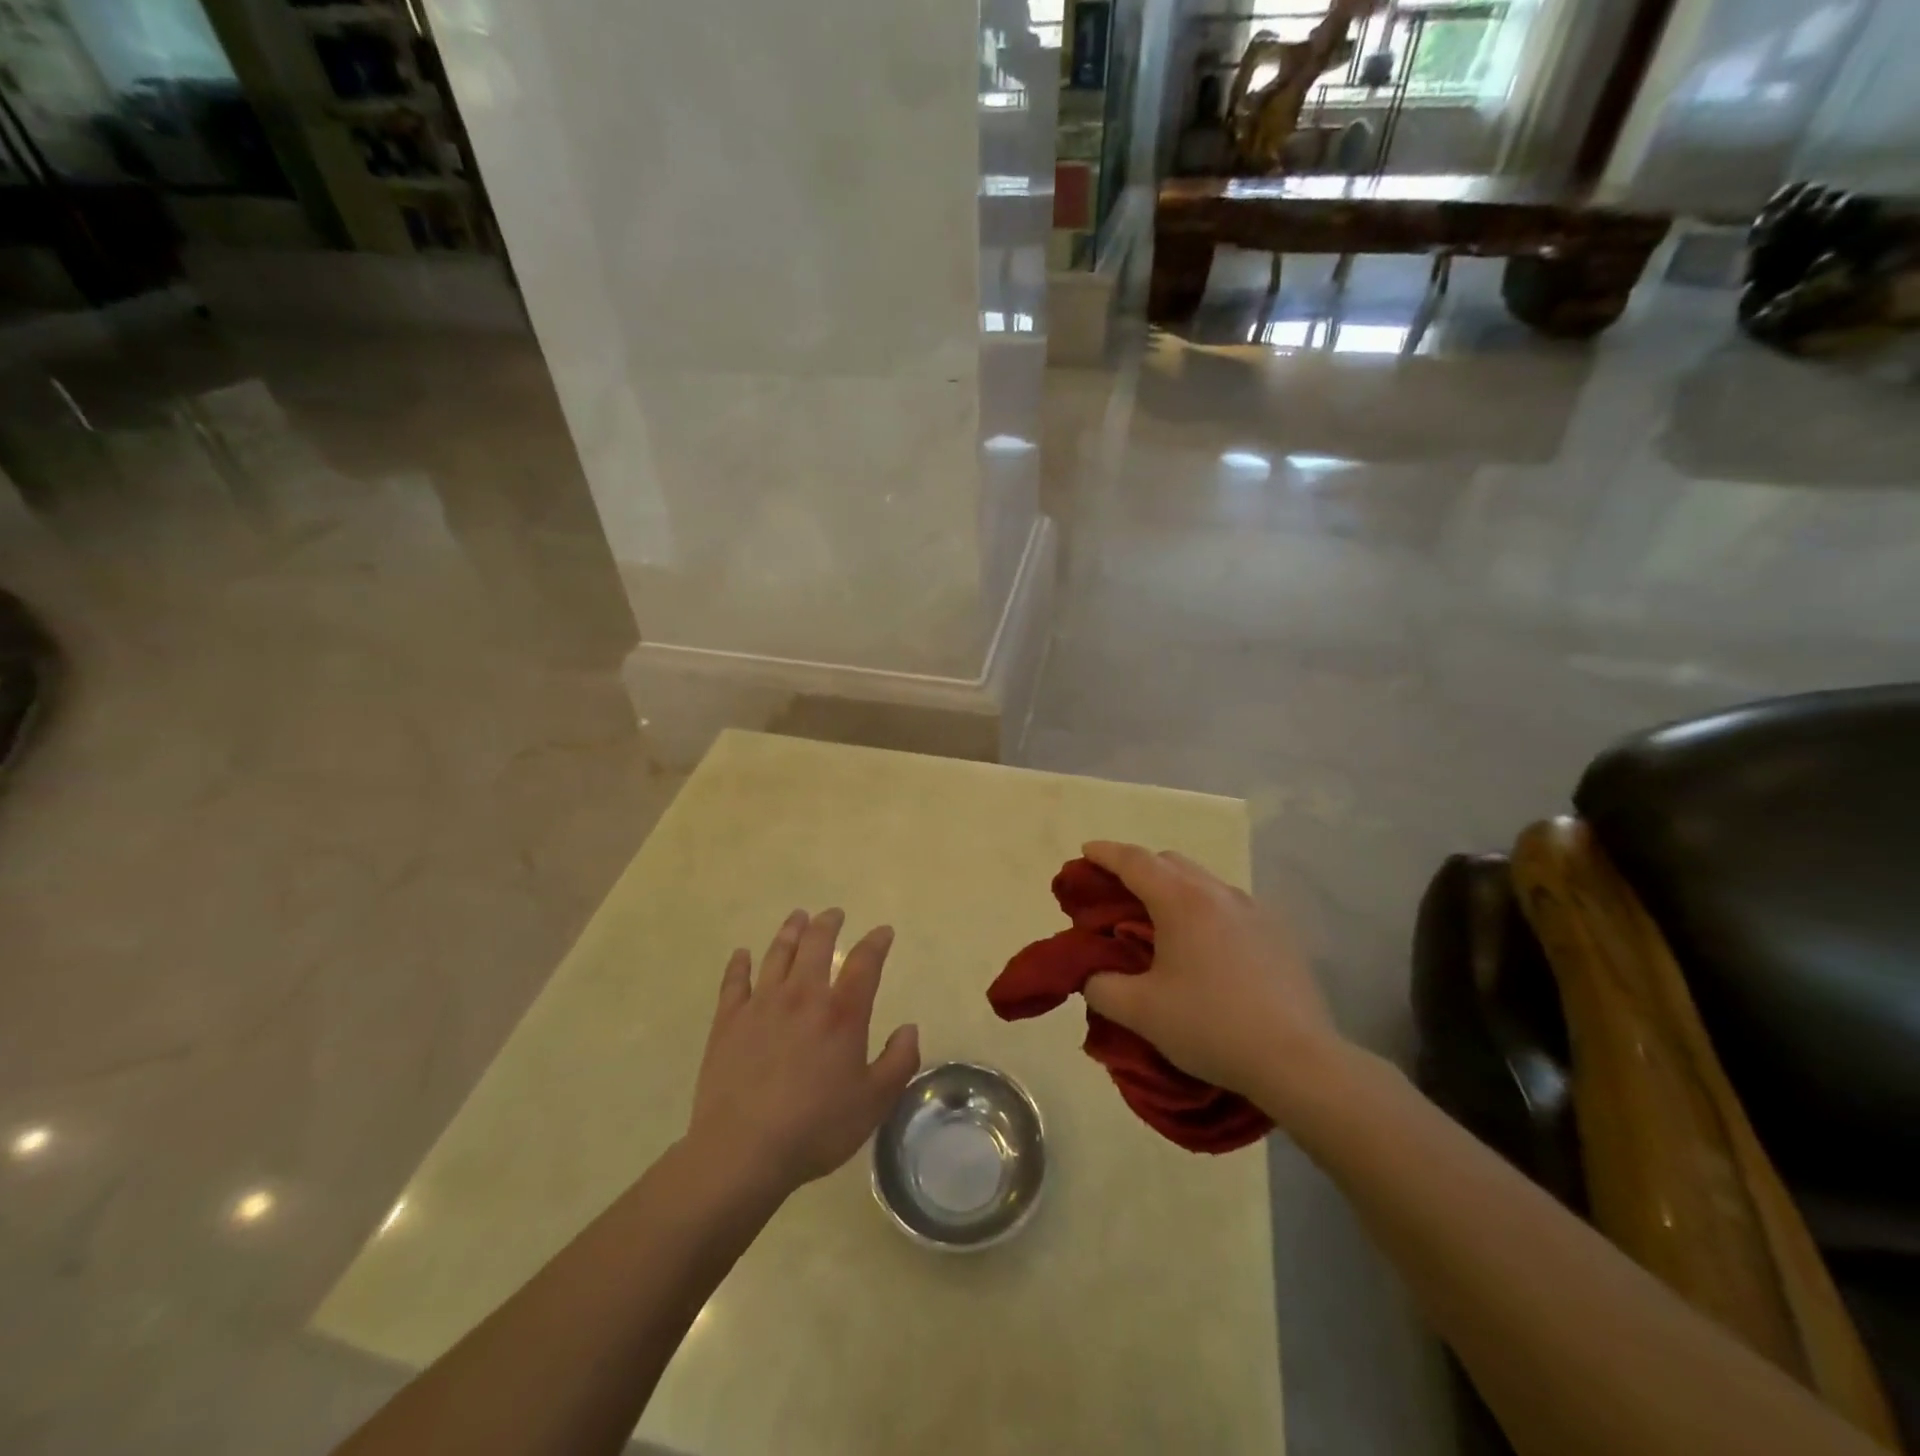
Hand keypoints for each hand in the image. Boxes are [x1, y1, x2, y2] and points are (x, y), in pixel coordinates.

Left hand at [687, 909, 919, 1196]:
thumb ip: (899, 1062)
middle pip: (816, 944)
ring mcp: (761, 1005)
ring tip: (798, 917)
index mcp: (841, 1013)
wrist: (743, 1151)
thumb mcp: (874, 1102)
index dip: (876, 942)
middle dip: (828, 924)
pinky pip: (734, 982)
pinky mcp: (728, 1022)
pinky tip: (742, 955)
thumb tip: (910, 1028)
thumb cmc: (816, 1127)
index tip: (883, 932)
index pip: (864, 962)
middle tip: (834, 914)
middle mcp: (802, 996)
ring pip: (777, 954)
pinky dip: (739, 964)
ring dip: (790, 932)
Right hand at [1080, 841, 1345, 1114]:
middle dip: (1138, 868)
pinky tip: (1203, 947)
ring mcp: (1254, 910)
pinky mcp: (1277, 933)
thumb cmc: (1211, 1026)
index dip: (1105, 853)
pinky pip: (1228, 905)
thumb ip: (1101, 986)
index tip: (1085, 850)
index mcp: (1182, 901)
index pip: (1134, 861)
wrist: (1298, 1060)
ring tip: (1159, 922)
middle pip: (1170, 862)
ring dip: (1174, 889)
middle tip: (1116, 893)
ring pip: (1202, 882)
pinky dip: (1203, 910)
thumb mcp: (1140, 1012)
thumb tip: (1092, 975)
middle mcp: (1218, 893)